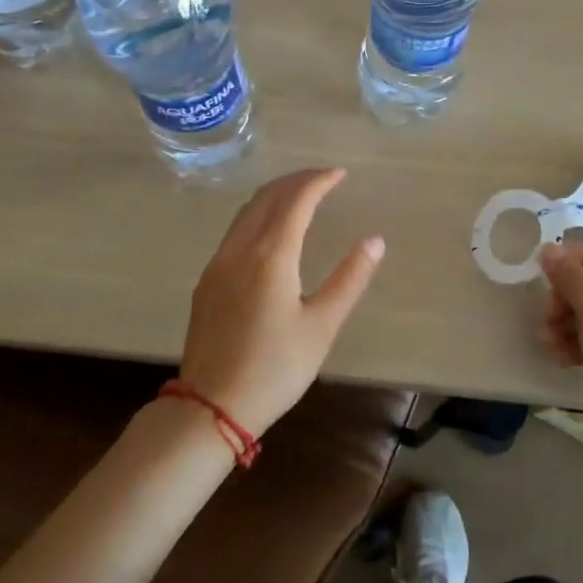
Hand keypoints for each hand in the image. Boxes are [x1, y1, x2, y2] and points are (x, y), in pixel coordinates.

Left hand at [179, 168, 384, 437]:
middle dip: (296, 180)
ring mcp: (218, 264)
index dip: (319, 181)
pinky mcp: (207, 281)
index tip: (340, 174)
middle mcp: (239, 250)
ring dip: (275, 195)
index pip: (296, 200)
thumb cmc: (275, 369)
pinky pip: (235, 231)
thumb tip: (375, 241)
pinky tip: (271, 230)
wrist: (210, 408)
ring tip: (302, 195)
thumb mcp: (322, 326)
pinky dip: (259, 215)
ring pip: (247, 211)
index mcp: (270, 257)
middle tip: (324, 178)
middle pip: (267, 197)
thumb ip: (349, 279)